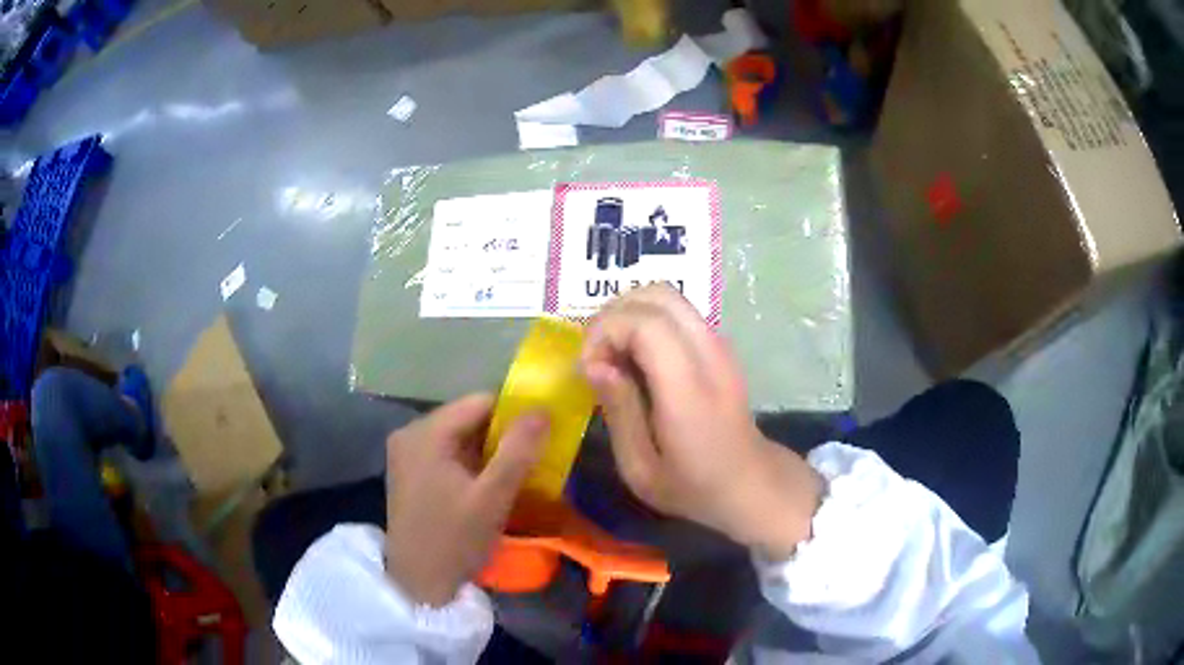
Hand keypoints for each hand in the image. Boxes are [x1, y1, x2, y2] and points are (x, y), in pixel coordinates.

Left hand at [384, 394, 548, 605]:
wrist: (418, 583)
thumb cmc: (454, 539)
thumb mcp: (492, 497)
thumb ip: (518, 451)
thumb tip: (542, 410)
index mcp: (425, 433)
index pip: (479, 402)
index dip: (515, 412)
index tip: (543, 431)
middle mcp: (410, 434)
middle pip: (467, 418)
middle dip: (502, 434)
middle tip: (534, 454)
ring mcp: (407, 453)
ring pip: (459, 437)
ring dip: (488, 450)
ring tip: (517, 470)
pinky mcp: (409, 472)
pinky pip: (447, 453)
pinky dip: (471, 463)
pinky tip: (489, 483)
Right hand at [582, 285, 821, 559]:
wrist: (750, 482)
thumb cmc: (692, 486)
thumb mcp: (640, 469)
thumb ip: (618, 412)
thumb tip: (594, 364)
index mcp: (689, 391)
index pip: (646, 324)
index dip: (606, 332)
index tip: (589, 369)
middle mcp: (709, 355)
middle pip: (658, 295)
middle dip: (614, 315)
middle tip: (597, 356)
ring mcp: (720, 345)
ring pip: (668, 295)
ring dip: (629, 314)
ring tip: (613, 355)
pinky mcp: (720, 345)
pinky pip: (677, 312)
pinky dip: (646, 320)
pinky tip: (637, 357)